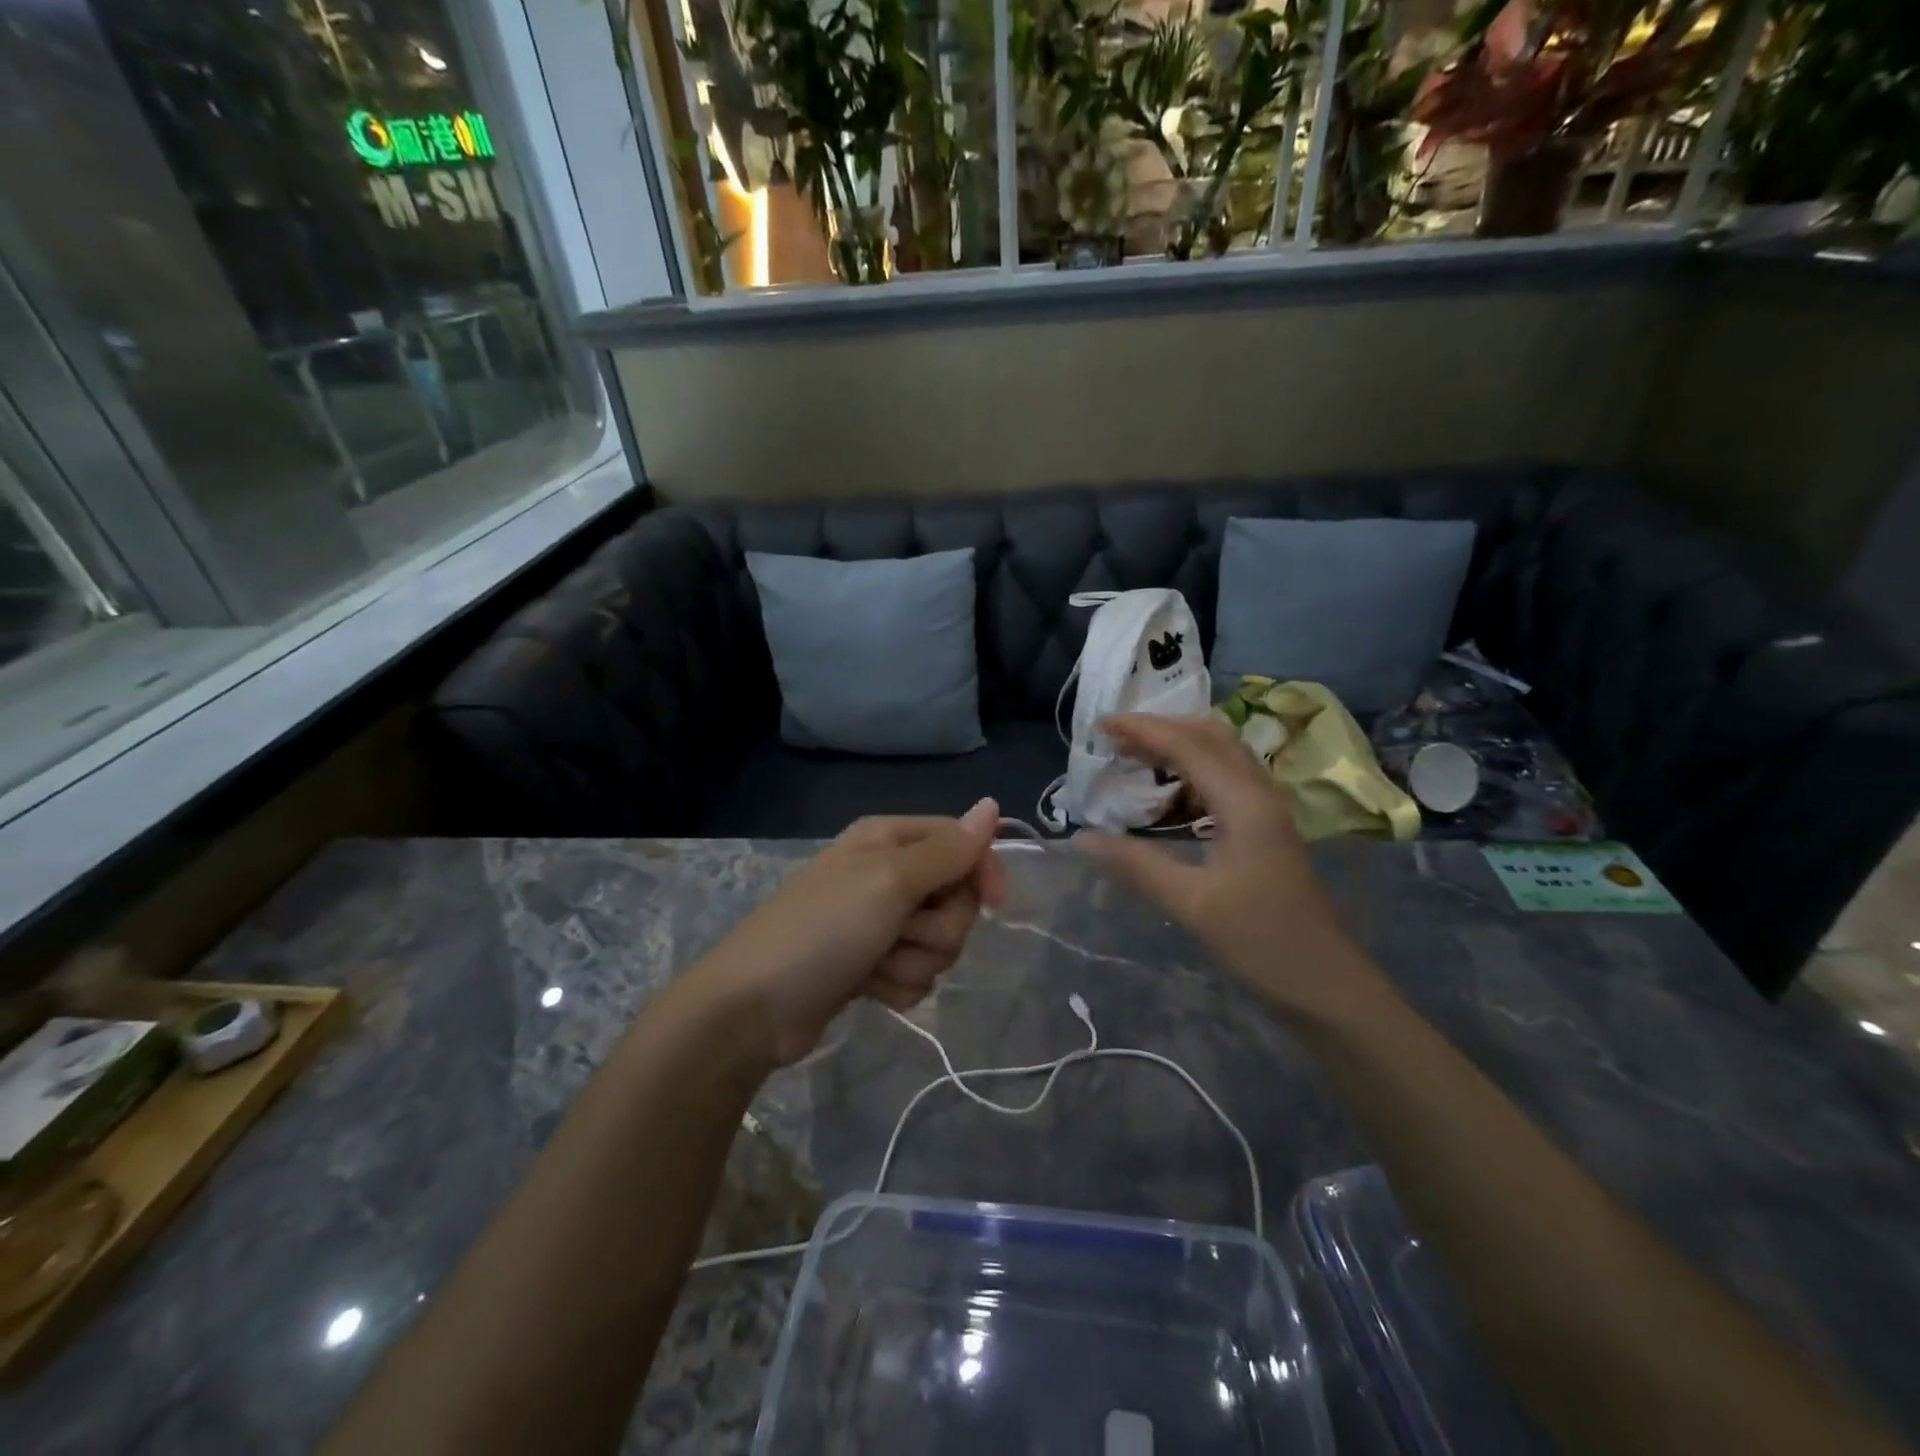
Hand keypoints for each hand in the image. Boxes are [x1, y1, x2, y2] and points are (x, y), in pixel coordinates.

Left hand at [694, 800, 1005, 1065]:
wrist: (755, 1008)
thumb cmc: (823, 929)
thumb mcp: (889, 881)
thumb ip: (947, 850)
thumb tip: (992, 805)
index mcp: (889, 839)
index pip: (961, 842)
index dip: (981, 871)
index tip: (993, 904)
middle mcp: (887, 874)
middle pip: (955, 898)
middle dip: (937, 926)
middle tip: (900, 933)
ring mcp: (879, 923)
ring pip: (940, 943)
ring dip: (914, 960)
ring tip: (874, 965)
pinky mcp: (873, 965)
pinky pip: (917, 974)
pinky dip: (897, 985)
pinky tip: (867, 988)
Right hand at [1075, 715, 1389, 1024]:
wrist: (1326, 985)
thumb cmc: (1262, 941)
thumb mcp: (1192, 904)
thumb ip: (1136, 865)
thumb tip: (1082, 838)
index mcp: (1245, 803)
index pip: (1188, 745)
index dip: (1143, 730)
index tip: (1101, 725)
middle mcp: (1259, 794)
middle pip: (1210, 736)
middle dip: (1162, 728)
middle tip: (1116, 738)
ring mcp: (1267, 811)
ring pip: (1220, 757)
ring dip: (1178, 748)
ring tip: (1134, 759)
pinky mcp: (1265, 830)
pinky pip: (1224, 783)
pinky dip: (1190, 775)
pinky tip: (1167, 798)